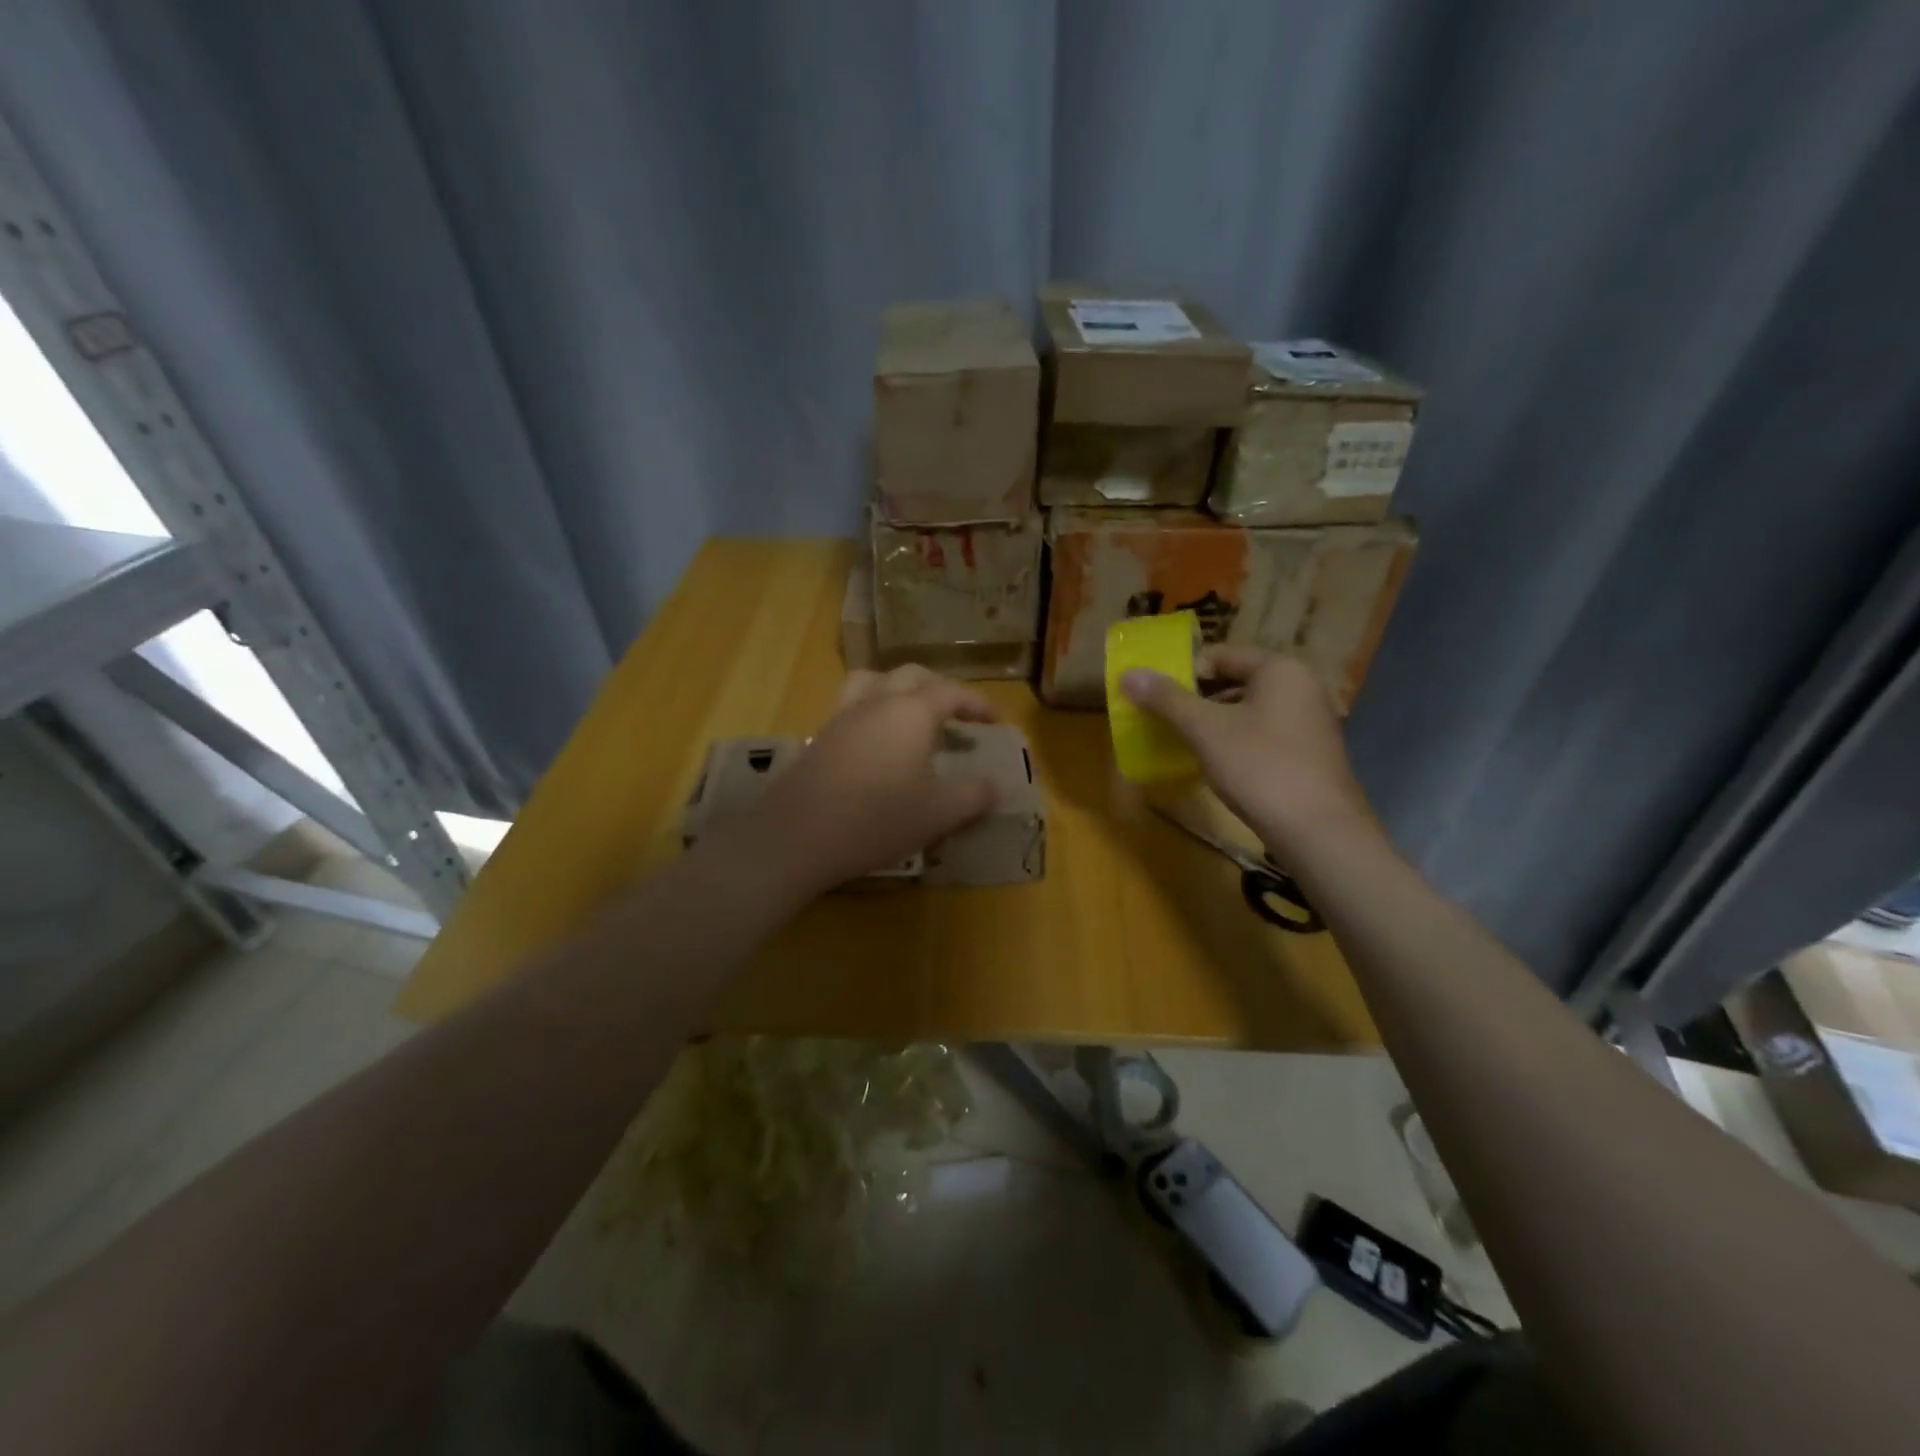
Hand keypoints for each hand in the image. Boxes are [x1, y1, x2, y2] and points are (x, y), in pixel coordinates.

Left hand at [743, 666, 999, 895]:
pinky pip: (851, 705)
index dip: (977, 703)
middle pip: (911, 676)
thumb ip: (973, 796)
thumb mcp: (937, 813)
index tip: (996, 721)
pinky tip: (877, 744)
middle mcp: (876, 702)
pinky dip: (872, 709)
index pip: (951, 692)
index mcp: (911, 712)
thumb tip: (996, 788)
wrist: (798, 837)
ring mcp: (842, 716)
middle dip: (939, 688)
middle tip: (956, 714)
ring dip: (898, 689)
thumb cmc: (877, 820)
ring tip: (911, 715)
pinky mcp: (820, 736)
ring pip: (873, 681)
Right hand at [1120, 647, 1372, 854]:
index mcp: (1280, 669)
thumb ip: (1167, 699)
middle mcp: (1301, 686)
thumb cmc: (1259, 767)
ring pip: (1249, 709)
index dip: (1184, 672)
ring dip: (1215, 722)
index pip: (1221, 655)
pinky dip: (1237, 741)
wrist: (1317, 830)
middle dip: (1198, 699)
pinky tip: (1219, 765)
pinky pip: (1264, 733)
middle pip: (1235, 681)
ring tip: (1187, 744)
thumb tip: (1129, 674)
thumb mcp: (1205, 730)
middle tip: (1166, 721)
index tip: (1157, 698)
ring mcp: (1310, 721)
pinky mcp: (1310, 752)